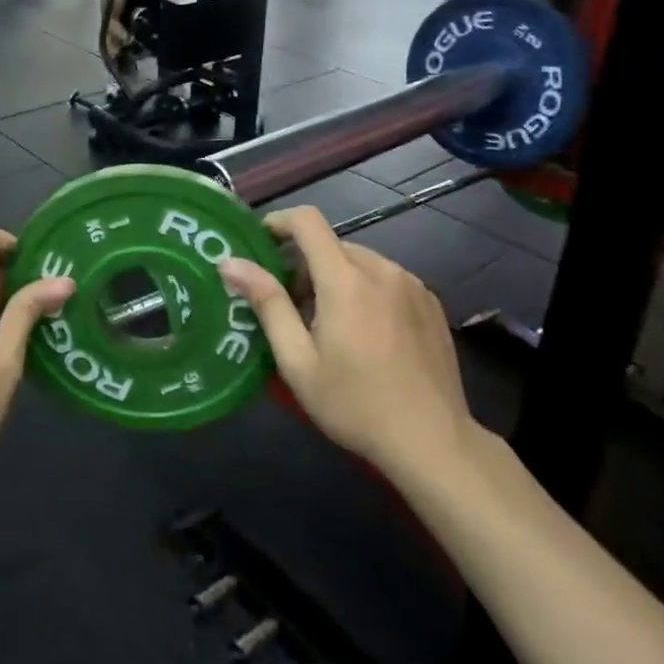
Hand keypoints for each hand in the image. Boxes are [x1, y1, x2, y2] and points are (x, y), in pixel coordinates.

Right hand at [218, 206, 475, 476]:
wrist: (433, 443)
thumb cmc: (355, 404)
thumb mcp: (298, 361)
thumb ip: (267, 304)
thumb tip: (230, 262)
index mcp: (346, 280)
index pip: (307, 221)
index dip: (278, 222)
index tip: (259, 245)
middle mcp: (382, 269)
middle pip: (331, 245)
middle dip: (304, 266)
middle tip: (292, 309)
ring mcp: (411, 284)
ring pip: (359, 261)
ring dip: (336, 279)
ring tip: (330, 326)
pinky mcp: (430, 302)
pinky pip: (386, 278)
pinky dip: (366, 291)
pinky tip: (367, 335)